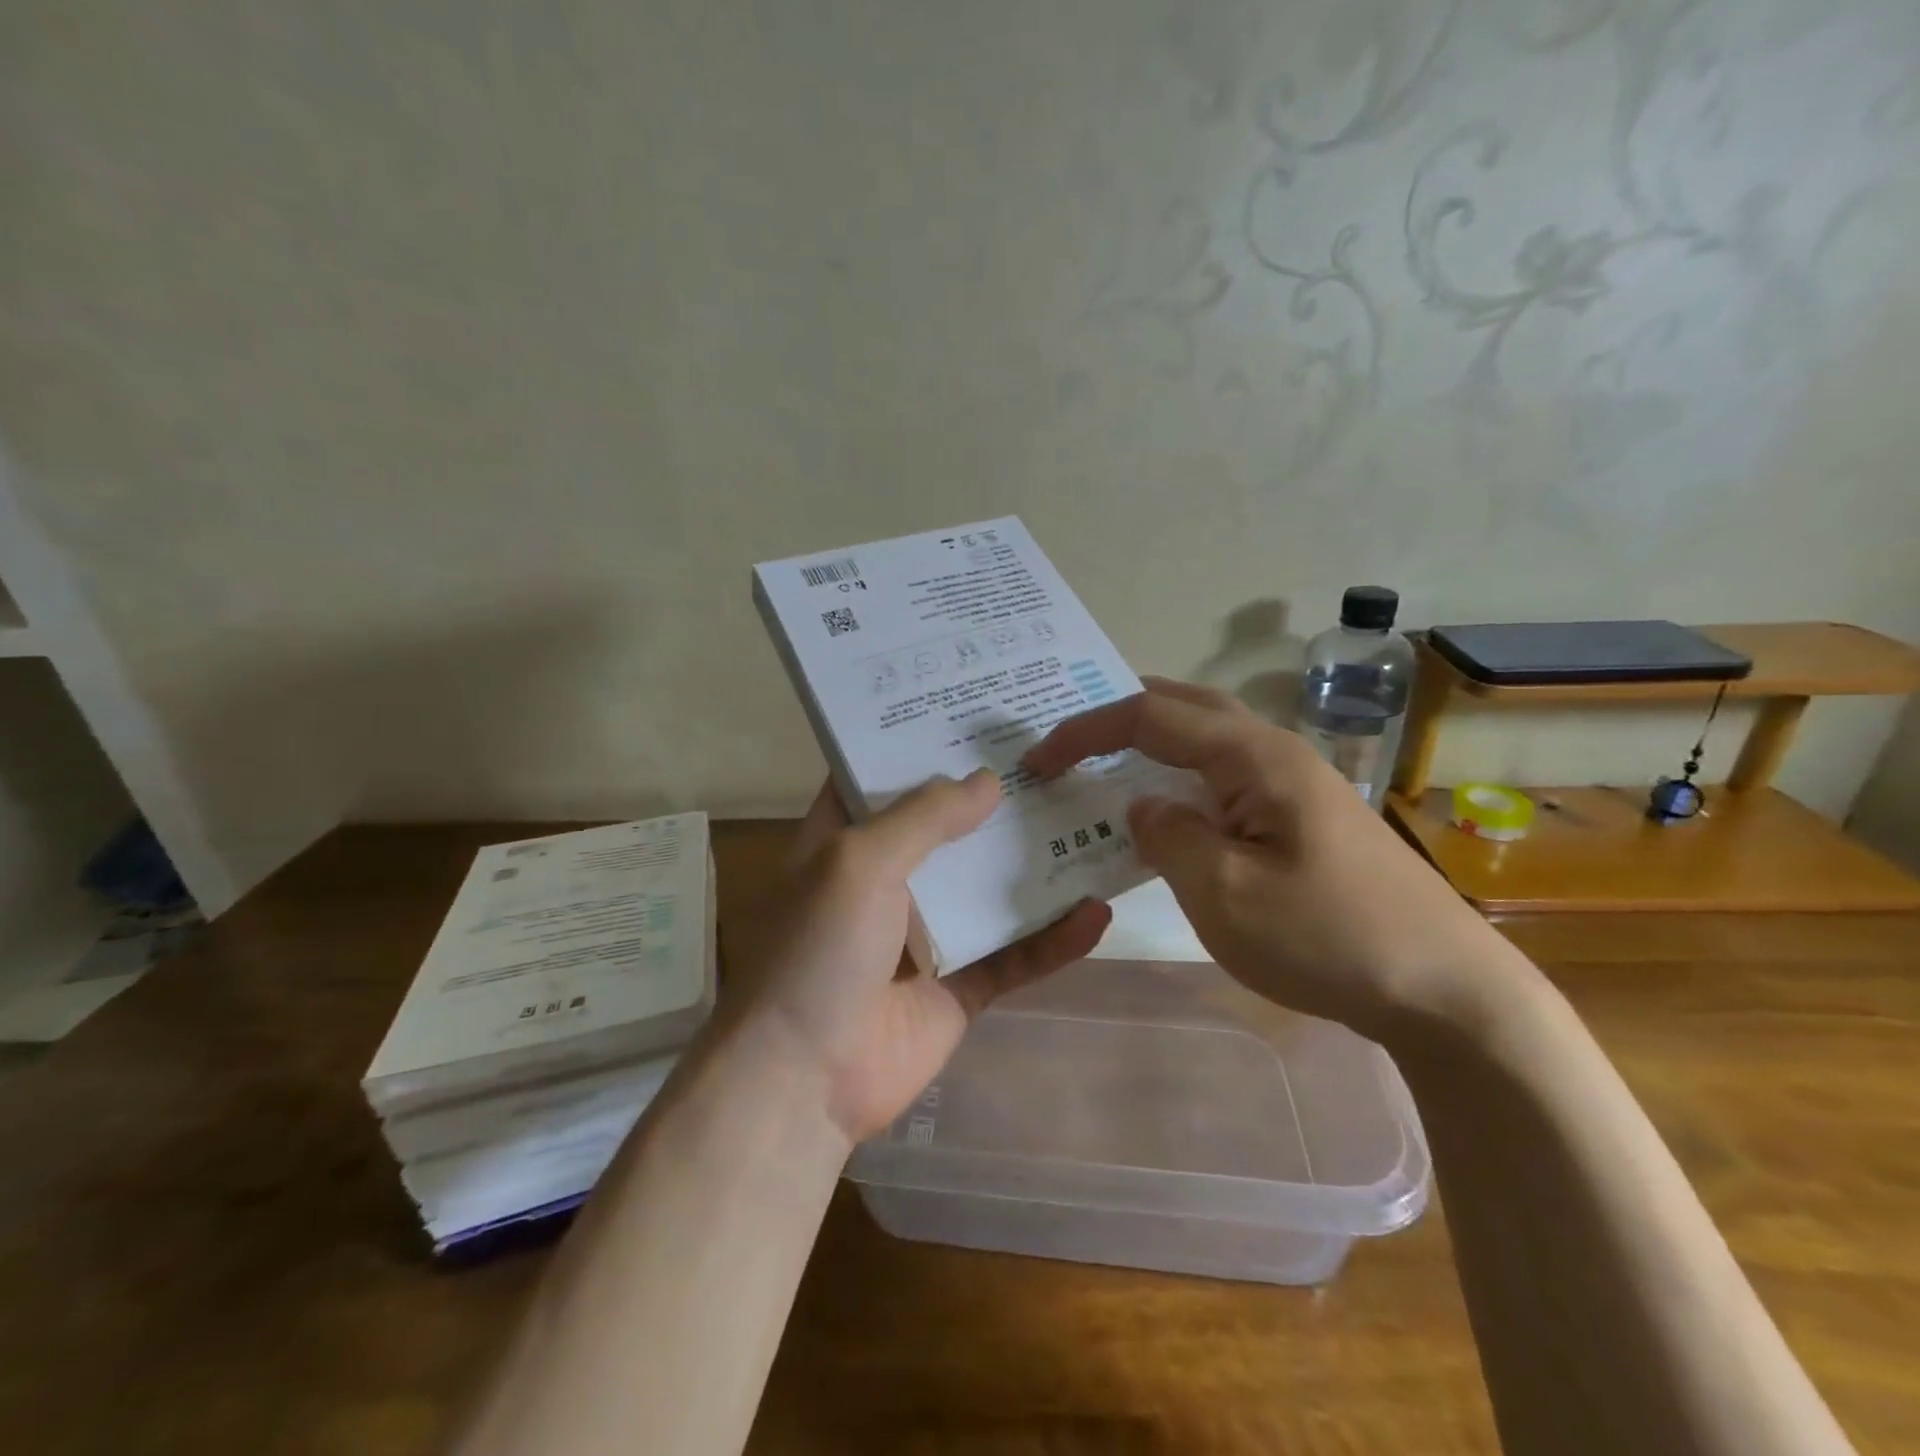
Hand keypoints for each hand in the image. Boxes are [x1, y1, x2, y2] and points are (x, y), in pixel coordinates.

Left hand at [721, 771, 1113, 1146]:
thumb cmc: (819, 949)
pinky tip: (1098, 913)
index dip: (921, 741)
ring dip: (1034, 863)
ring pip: (989, 888)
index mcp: (846, 842)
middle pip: (948, 828)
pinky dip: (1054, 938)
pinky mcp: (959, 986)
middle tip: (1055, 755)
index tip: (974, 709)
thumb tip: (990, 779)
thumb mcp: (859, 862)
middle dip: (994, 797)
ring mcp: (926, 935)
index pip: (882, 775)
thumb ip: (925, 816)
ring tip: (1091, 818)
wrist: (805, 1079)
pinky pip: (1015, 954)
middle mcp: (886, 881)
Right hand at [1023, 678, 1512, 1040]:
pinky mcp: (1304, 818)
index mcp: (1254, 757)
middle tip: (1070, 737)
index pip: (1151, 717)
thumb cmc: (1328, 938)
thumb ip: (1167, 836)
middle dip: (1120, 716)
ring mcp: (1296, 785)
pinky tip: (1169, 811)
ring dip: (1153, 742)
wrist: (1445, 990)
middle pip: (1185, 707)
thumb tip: (1142, 807)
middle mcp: (1276, 754)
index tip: (1039, 761)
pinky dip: (1181, 778)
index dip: (1086, 731)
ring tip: (1107, 761)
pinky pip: (1226, 778)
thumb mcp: (1224, 893)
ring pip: (1208, 740)